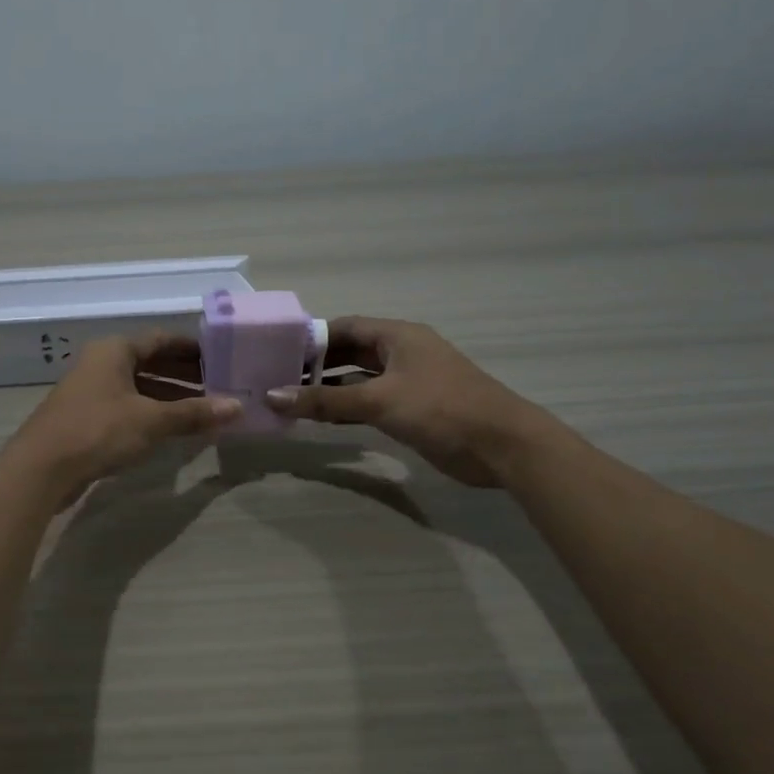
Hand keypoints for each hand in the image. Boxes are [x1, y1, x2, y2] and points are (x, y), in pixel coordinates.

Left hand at [6, 333, 239, 505]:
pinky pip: (128, 407)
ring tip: (204, 410)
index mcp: (115, 350)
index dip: (193, 348)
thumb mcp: (151, 420)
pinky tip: (173, 430)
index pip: (162, 339)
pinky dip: (152, 414)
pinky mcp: (87, 418)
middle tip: (220, 386)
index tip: (222, 358)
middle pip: (151, 362)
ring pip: (139, 387)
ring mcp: (91, 391)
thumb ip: (194, 413)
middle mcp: (102, 363)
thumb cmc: (98, 431)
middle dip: (185, 374)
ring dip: (170, 397)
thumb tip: (237, 407)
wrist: (41, 468)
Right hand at [265, 317, 559, 486]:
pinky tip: (321, 420)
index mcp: (397, 336)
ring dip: (329, 390)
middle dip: (316, 366)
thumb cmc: (440, 409)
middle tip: (277, 380)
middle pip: (349, 353)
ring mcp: (408, 383)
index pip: (344, 328)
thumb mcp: (378, 401)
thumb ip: (325, 399)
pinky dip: (347, 409)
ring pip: (358, 380)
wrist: (501, 446)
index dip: (311, 338)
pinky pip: (370, 403)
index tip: (277, 353)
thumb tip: (273, 396)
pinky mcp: (412, 410)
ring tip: (290, 401)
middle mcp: (401, 353)